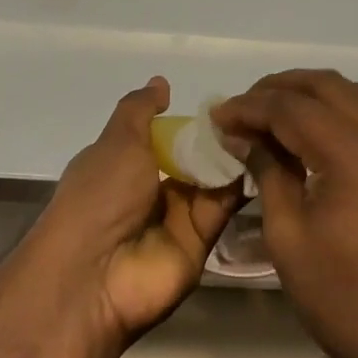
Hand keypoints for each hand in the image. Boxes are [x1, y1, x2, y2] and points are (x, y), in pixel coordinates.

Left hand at [28, 77, 244, 347]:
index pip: (166, 135)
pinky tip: (262, 157)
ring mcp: (177, 216)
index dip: (192, 120)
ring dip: (233, 156)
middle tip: (253, 114)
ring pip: (212, 178)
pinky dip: (239, 182)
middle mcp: (152, 189)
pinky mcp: (201, 240)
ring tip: (263, 130)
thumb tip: (161, 82)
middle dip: (219, 137)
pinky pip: (223, 206)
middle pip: (194, 157)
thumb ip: (140, 110)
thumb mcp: (117, 141)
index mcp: (127, 163)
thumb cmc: (99, 196)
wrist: (94, 275)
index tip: (225, 103)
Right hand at [214, 70, 357, 357]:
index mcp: (353, 155)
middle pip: (326, 85)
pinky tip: (308, 133)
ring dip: (309, 94)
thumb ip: (267, 172)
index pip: (292, 107)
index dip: (250, 106)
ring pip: (351, 94)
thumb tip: (242, 135)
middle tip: (242, 108)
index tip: (218, 115)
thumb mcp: (288, 235)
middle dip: (279, 88)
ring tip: (270, 114)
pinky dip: (334, 111)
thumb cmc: (342, 296)